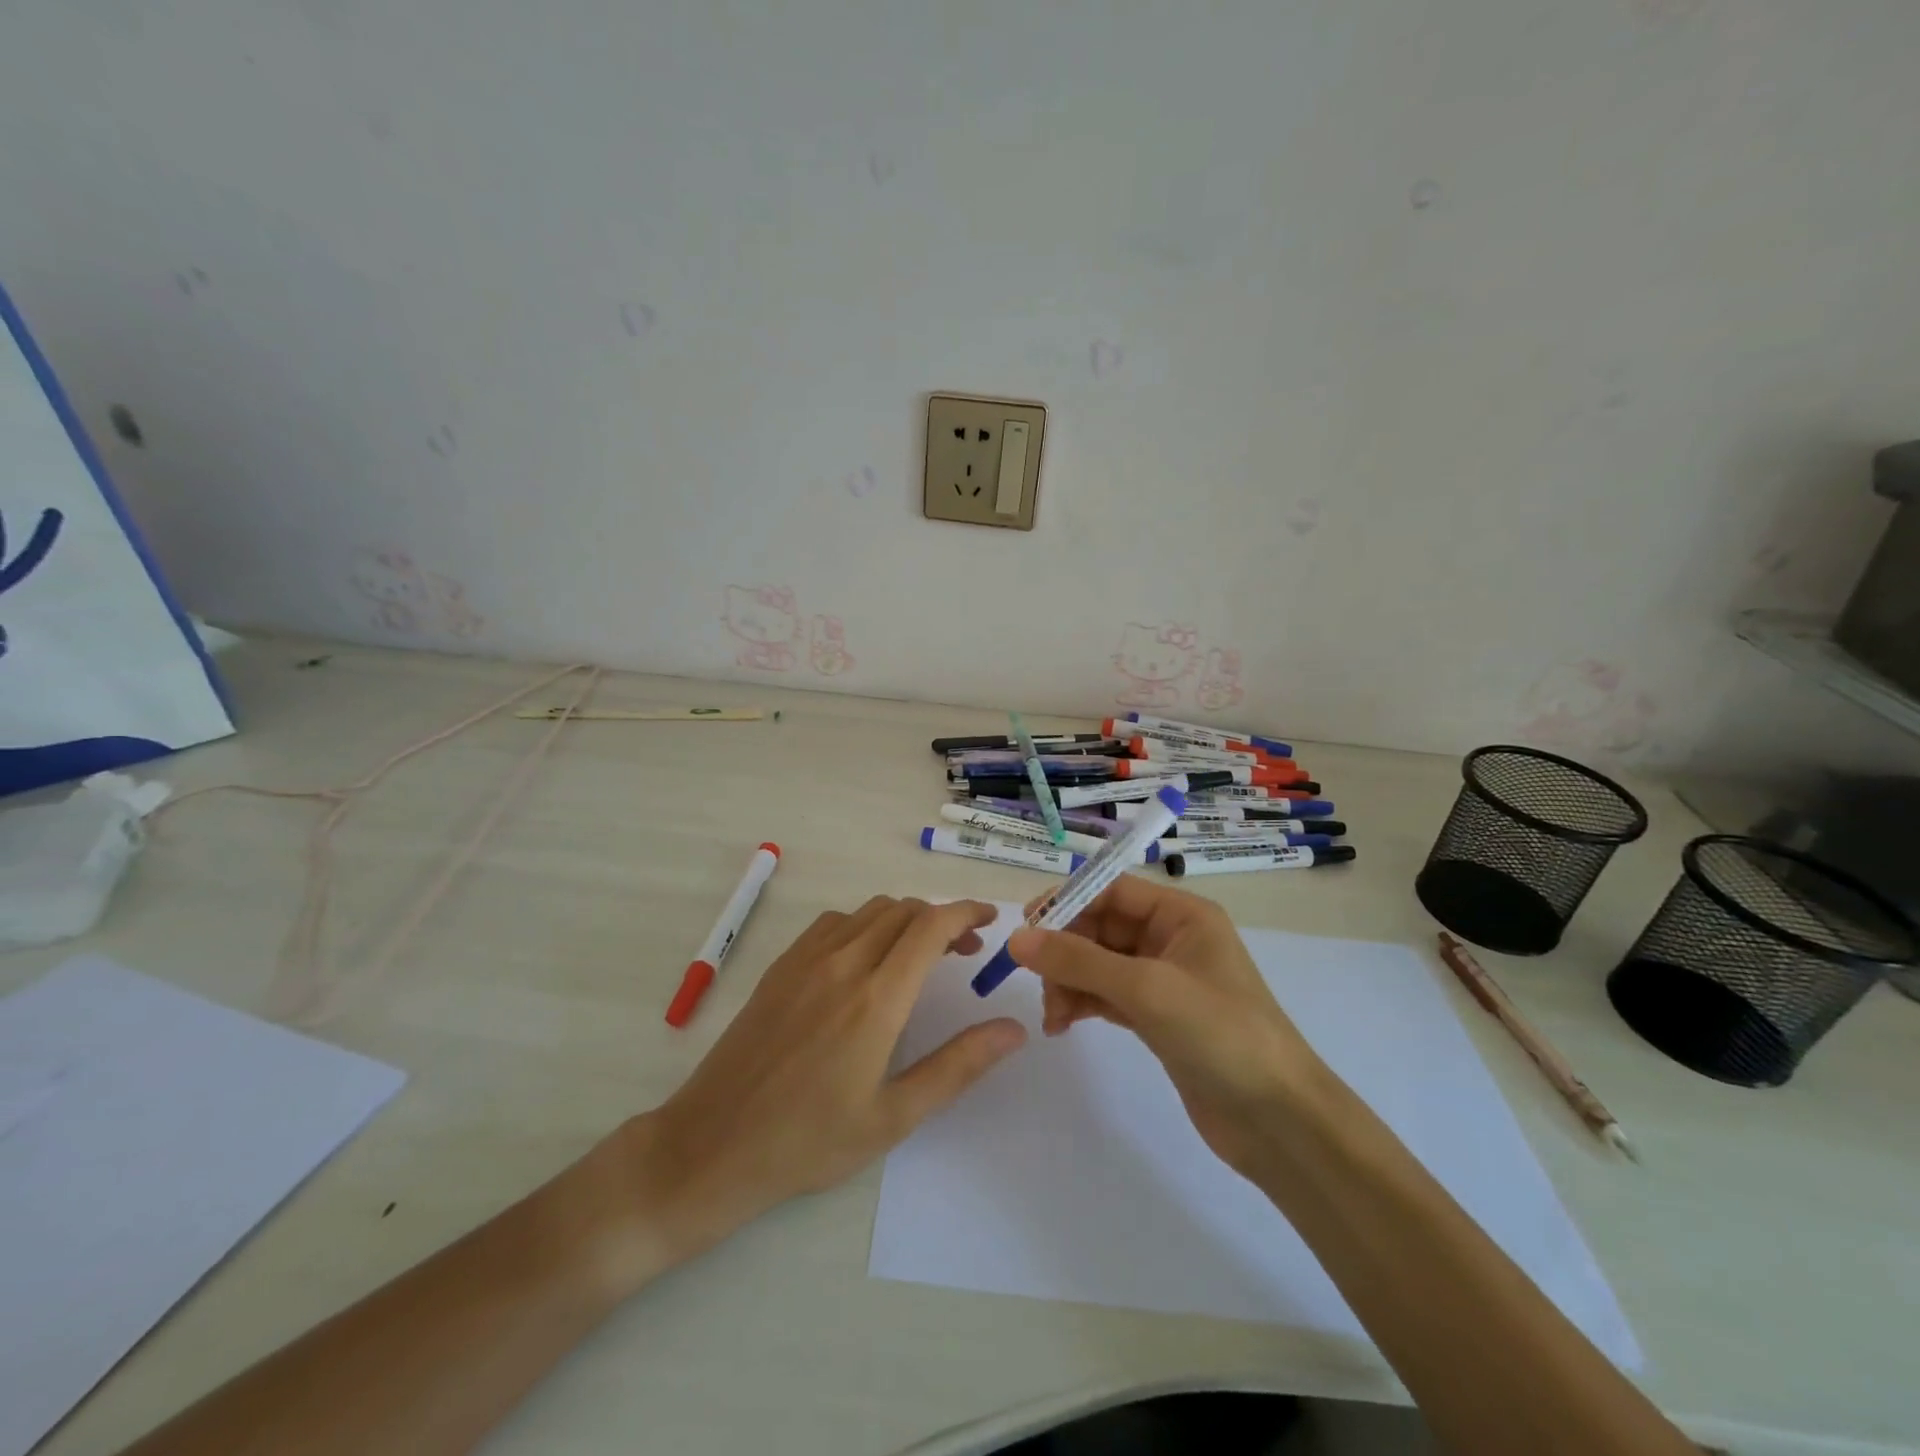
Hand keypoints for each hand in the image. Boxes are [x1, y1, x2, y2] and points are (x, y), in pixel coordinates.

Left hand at [616, 898, 1025, 1267]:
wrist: (712, 1144)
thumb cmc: (809, 1141)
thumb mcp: (894, 1116)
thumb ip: (958, 1066)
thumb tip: (1013, 1029)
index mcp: (876, 999)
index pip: (931, 926)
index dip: (967, 912)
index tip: (991, 920)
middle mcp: (843, 963)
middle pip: (904, 910)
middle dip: (942, 918)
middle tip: (964, 951)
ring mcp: (806, 959)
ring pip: (869, 911)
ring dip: (905, 919)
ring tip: (920, 954)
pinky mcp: (781, 966)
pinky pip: (834, 923)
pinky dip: (865, 924)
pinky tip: (865, 959)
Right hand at [1006, 876, 1324, 1180]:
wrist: (1279, 1121)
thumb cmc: (1221, 1034)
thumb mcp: (1147, 989)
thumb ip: (1079, 961)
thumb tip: (1016, 938)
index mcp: (1182, 915)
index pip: (1111, 890)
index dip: (1066, 902)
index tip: (1025, 926)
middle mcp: (1172, 939)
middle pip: (1101, 927)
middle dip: (1065, 951)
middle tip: (1034, 980)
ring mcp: (1165, 980)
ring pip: (1099, 964)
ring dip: (1069, 982)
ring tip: (1054, 1016)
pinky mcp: (1158, 1018)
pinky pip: (1107, 996)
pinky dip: (1083, 1004)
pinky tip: (1062, 1024)